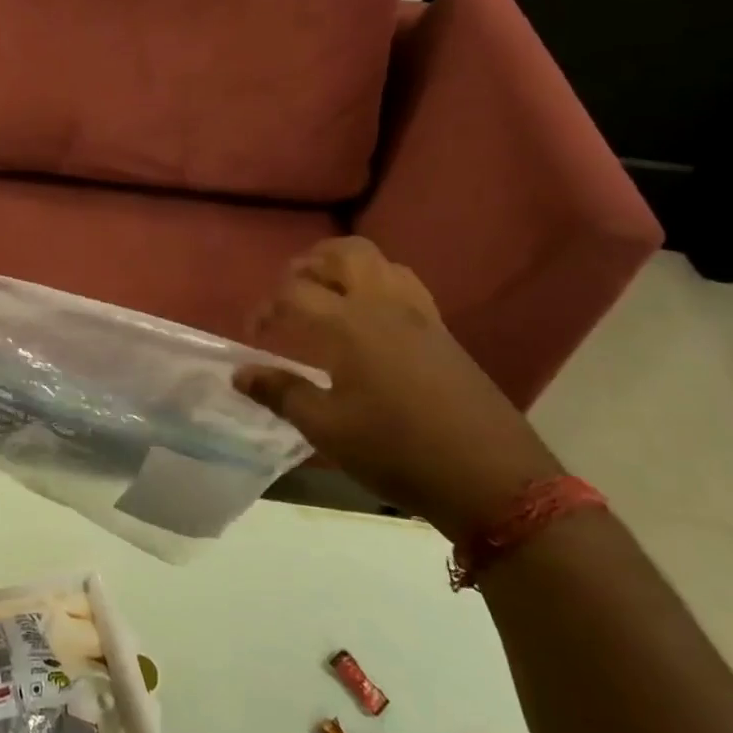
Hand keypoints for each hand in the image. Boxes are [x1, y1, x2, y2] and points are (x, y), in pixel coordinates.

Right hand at [233, 236, 560, 540]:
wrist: (493, 479)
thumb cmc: (398, 451)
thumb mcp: (328, 429)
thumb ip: (282, 393)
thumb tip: (240, 373)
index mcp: (350, 325)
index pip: (295, 293)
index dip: (267, 307)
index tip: (255, 333)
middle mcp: (384, 306)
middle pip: (344, 253)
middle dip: (310, 263)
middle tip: (290, 292)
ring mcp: (420, 315)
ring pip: (380, 261)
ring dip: (346, 266)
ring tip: (327, 294)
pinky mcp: (443, 332)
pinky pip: (405, 284)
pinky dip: (377, 283)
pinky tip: (369, 319)